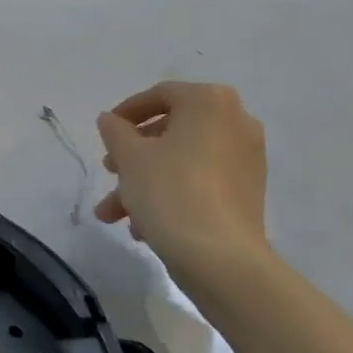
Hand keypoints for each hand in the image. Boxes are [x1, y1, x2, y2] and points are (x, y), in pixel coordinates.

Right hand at [94, 82, 268, 284]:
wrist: (221, 258)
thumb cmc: (170, 191)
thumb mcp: (129, 156)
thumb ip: (115, 130)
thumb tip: (111, 121)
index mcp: (209, 102)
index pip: (160, 95)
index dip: (126, 112)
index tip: (105, 132)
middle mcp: (235, 122)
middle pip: (171, 131)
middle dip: (133, 154)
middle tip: (109, 171)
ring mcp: (246, 159)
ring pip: (182, 161)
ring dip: (144, 181)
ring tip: (114, 214)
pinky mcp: (248, 193)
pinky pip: (201, 181)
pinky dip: (172, 193)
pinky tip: (143, 226)